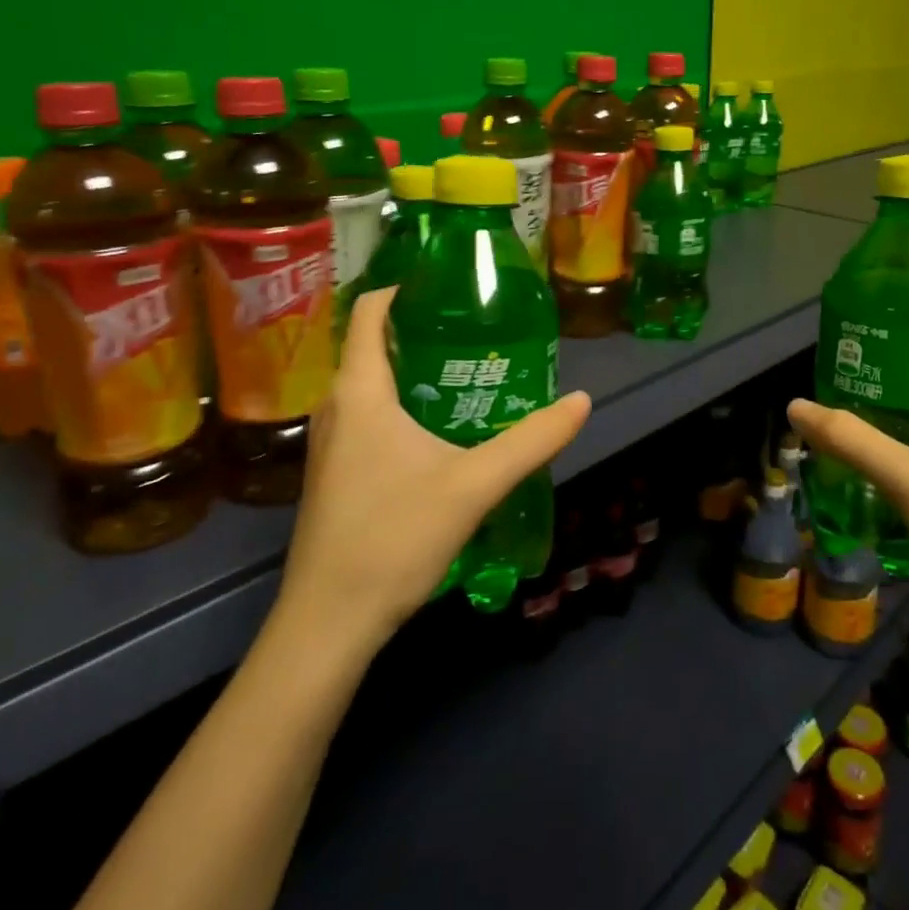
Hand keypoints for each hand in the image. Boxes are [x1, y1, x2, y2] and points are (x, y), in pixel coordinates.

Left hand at [276, 288, 591, 652]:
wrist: (328, 622)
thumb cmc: (393, 537)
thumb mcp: (474, 485)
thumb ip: (531, 441)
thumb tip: (580, 401)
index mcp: (360, 392)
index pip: (370, 312)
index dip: (406, 289)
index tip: (452, 287)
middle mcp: (336, 407)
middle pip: (375, 345)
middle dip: (424, 331)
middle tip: (479, 331)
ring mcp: (329, 442)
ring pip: (372, 384)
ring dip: (415, 371)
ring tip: (469, 372)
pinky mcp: (334, 472)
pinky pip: (368, 415)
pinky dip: (402, 404)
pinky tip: (440, 429)